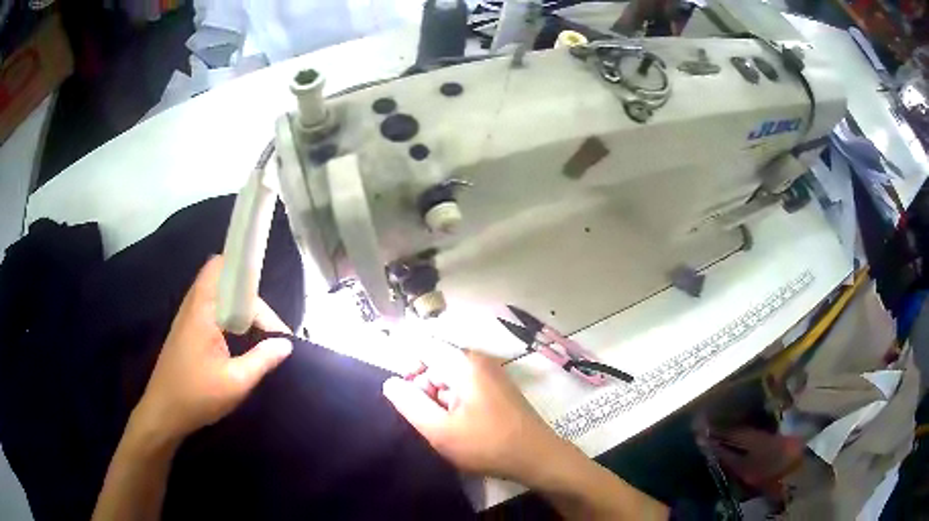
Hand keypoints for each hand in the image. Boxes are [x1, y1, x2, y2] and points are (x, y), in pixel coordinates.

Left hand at [133, 256, 292, 442]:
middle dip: (250, 300)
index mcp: (202, 310)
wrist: (163, 413)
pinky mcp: (187, 331)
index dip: (250, 283)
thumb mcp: (235, 382)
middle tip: (268, 331)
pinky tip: (239, 343)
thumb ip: (262, 360)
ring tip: (258, 335)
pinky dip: (229, 319)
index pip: (224, 269)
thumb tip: (286, 344)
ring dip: (240, 309)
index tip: (271, 322)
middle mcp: (193, 306)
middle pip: (224, 281)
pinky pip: (212, 311)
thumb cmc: (197, 396)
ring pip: (218, 296)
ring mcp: (188, 318)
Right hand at [382, 346, 564, 482]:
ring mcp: (490, 373)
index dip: (405, 367)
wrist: (537, 457)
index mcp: (463, 363)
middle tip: (428, 421)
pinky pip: (464, 386)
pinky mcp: (497, 388)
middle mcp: (478, 360)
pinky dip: (454, 403)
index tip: (403, 397)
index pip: (421, 346)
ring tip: (446, 428)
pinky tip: (460, 427)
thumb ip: (410, 404)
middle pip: (435, 363)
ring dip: (439, 400)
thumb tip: (390, 382)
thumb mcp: (440, 431)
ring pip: (449, 377)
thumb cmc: (487, 445)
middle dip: (423, 389)